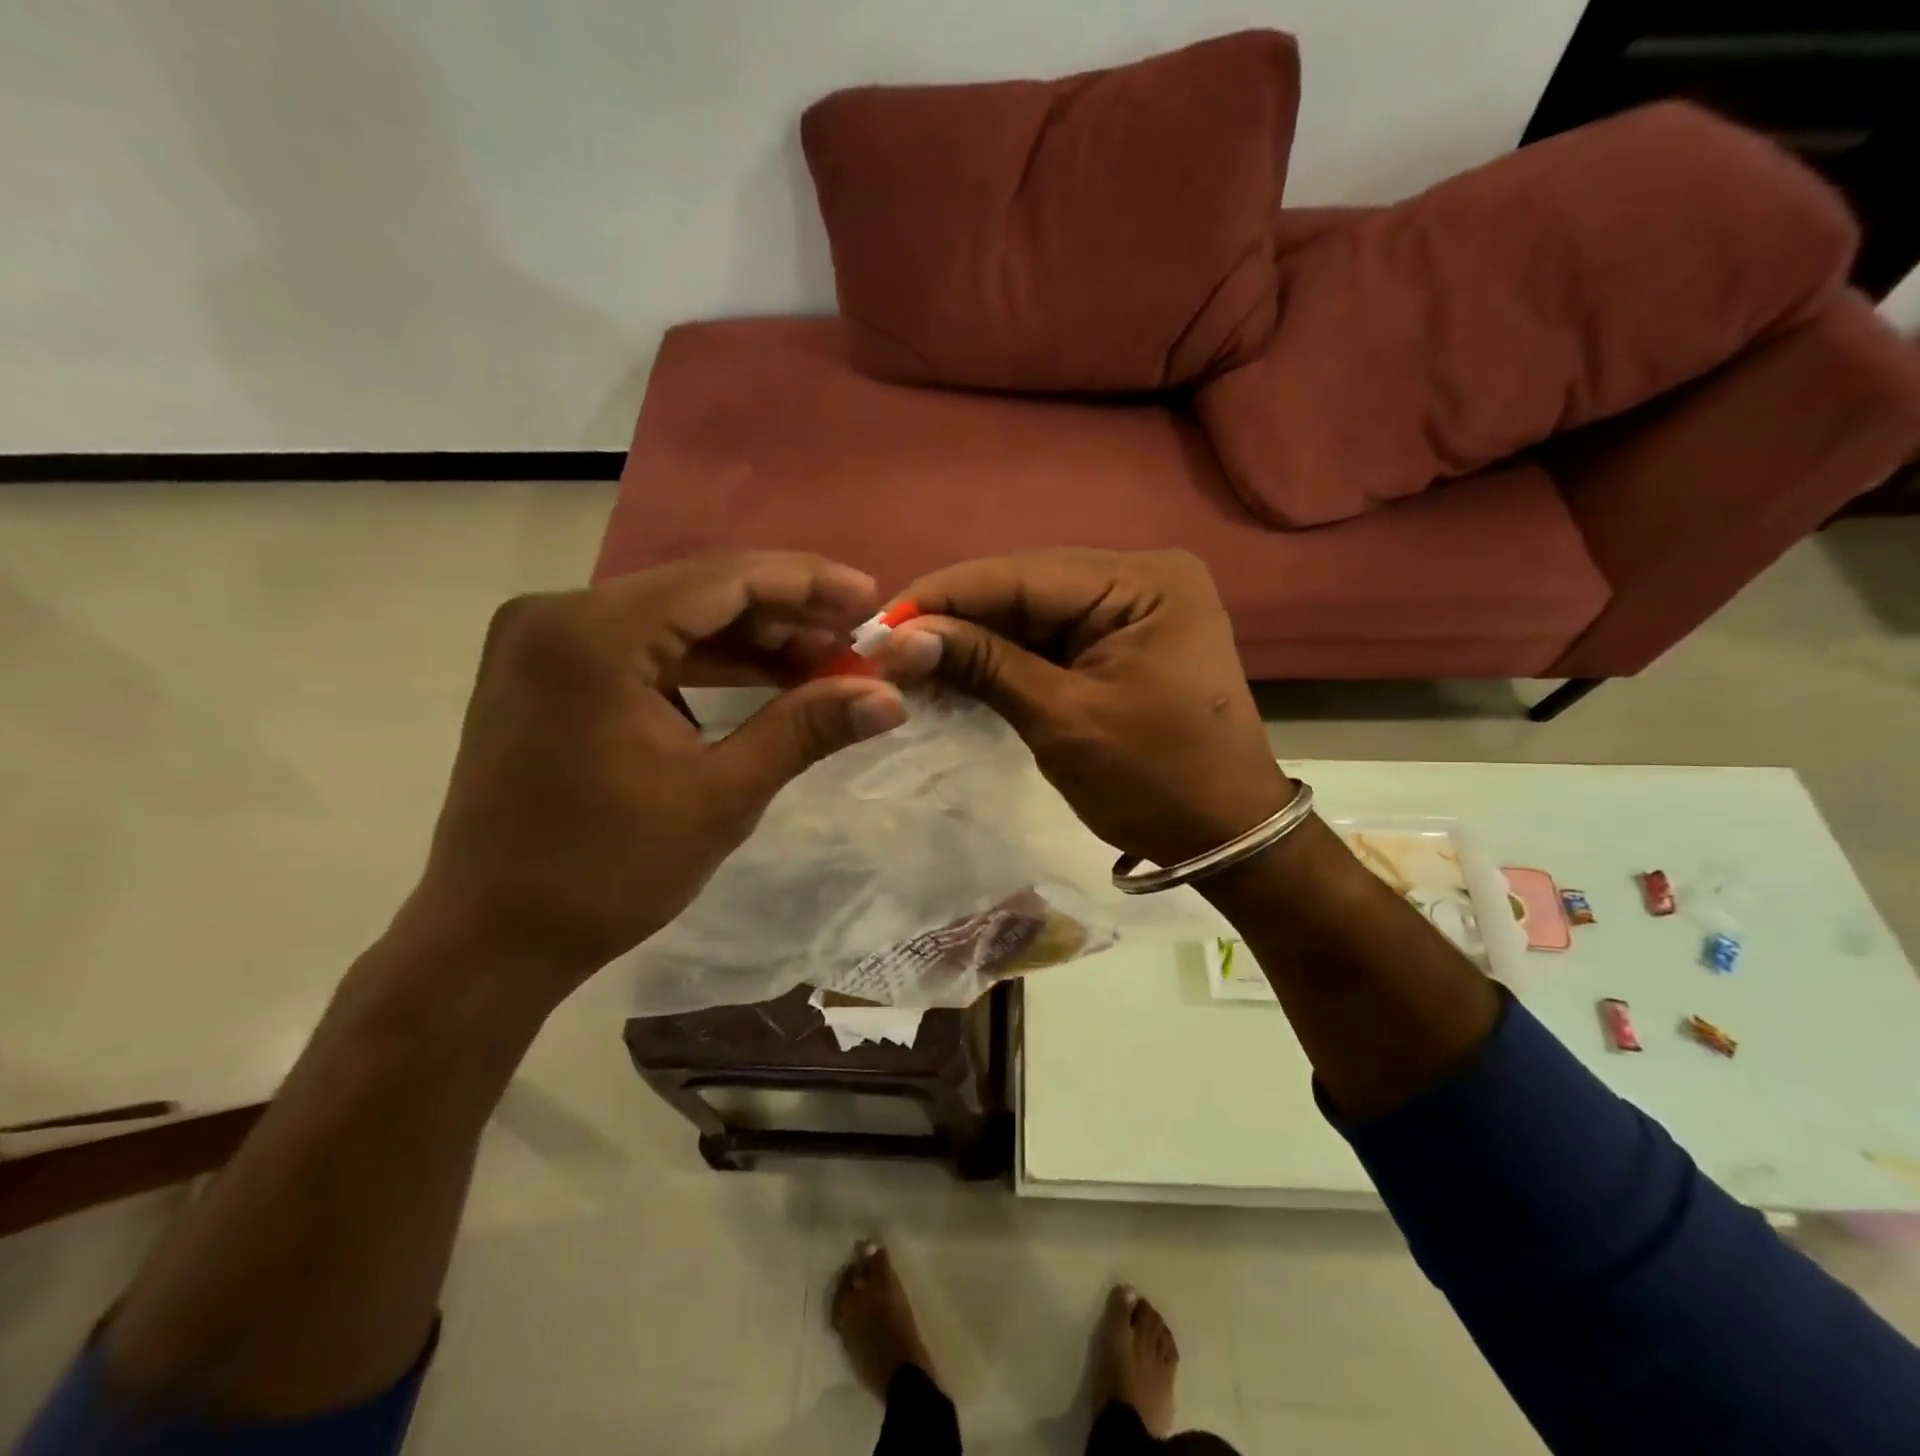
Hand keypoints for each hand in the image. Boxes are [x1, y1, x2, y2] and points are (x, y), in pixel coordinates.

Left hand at [404, 553, 908, 996]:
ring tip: (823, 661)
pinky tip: (763, 678)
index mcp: (593, 636)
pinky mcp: (548, 671)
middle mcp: (558, 614)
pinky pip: (646, 648)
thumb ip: (806, 729)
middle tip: (855, 639)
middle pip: (698, 592)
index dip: (806, 583)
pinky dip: (707, 663)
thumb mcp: (721, 797)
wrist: (491, 939)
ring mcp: (545, 641)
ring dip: (750, 640)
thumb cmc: (605, 873)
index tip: (870, 596)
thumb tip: (892, 698)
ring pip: (675, 618)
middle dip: (785, 614)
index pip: (722, 580)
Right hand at [881, 549, 1290, 866]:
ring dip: (973, 640)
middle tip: (884, 648)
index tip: (876, 623)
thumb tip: (900, 637)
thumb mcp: (1063, 721)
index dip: (944, 596)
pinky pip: (1050, 639)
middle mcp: (1141, 577)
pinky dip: (1003, 659)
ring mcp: (1133, 609)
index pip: (1023, 573)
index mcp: (1144, 582)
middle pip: (1025, 588)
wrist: (1225, 836)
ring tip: (909, 663)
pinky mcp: (1121, 641)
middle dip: (955, 619)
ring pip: (1031, 614)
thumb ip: (984, 666)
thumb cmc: (1155, 782)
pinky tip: (955, 672)